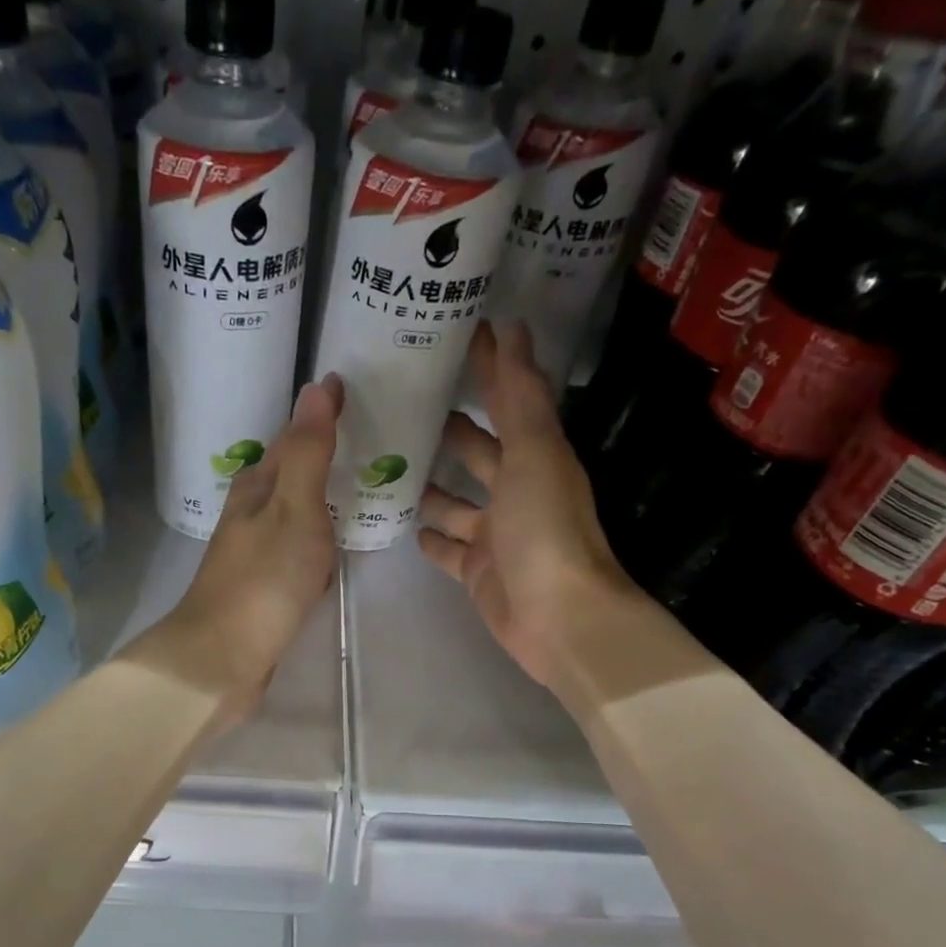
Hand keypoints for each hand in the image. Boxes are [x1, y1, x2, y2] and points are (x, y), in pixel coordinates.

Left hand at [136, 375, 340, 723]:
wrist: (224, 658)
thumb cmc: (264, 580)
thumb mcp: (294, 508)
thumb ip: (309, 453)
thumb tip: (316, 386)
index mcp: (256, 488)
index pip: (292, 439)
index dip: (320, 417)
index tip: (349, 392)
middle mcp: (249, 515)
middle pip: (289, 477)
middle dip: (320, 458)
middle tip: (365, 438)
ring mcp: (253, 555)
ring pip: (292, 516)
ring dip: (318, 502)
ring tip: (358, 489)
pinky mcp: (261, 590)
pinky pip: (296, 554)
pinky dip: (315, 545)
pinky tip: (330, 555)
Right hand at [419, 322, 641, 689]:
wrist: (557, 618)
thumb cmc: (544, 530)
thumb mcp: (535, 453)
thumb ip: (520, 396)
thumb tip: (512, 328)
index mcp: (535, 457)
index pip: (508, 400)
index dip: (488, 367)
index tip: (456, 334)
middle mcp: (516, 491)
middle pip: (478, 451)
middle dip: (449, 428)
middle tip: (401, 404)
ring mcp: (494, 534)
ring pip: (456, 502)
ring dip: (430, 484)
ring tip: (388, 461)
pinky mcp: (477, 571)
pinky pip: (448, 548)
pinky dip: (429, 536)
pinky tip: (402, 521)